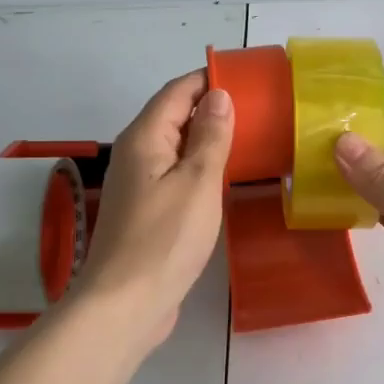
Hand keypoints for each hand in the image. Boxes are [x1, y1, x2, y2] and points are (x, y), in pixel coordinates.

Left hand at [75, 71, 233, 344]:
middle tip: (258, 108)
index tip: (247, 77)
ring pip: (176, 146)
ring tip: (249, 137)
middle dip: (211, 106)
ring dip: (207, 138)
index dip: (209, 79)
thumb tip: (219, 95)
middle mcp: (136, 153)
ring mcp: (139, 183)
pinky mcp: (146, 210)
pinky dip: (199, 166)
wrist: (125, 305)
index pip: (177, 91)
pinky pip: (175, 173)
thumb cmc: (165, 239)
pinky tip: (224, 177)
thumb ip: (210, 137)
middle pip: (174, 115)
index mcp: (145, 137)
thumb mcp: (197, 182)